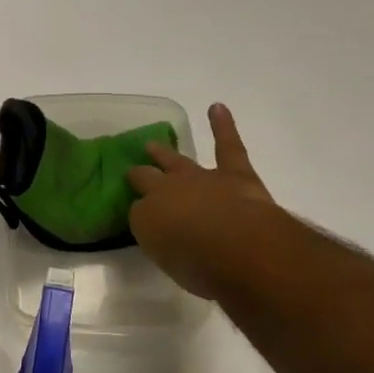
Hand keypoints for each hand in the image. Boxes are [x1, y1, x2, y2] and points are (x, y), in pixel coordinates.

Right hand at [128, 103, 275, 297]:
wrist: (238, 248)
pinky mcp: (234, 173)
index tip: (138, 212)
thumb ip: (162, 241)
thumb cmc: (198, 264)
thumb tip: (165, 229)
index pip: (137, 209)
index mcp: (148, 217)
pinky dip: (223, 126)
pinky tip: (217, 107)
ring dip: (164, 153)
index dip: (138, 208)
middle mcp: (167, 192)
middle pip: (149, 178)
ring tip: (154, 144)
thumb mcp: (166, 260)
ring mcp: (200, 178)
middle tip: (134, 173)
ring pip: (178, 161)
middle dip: (142, 175)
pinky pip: (227, 145)